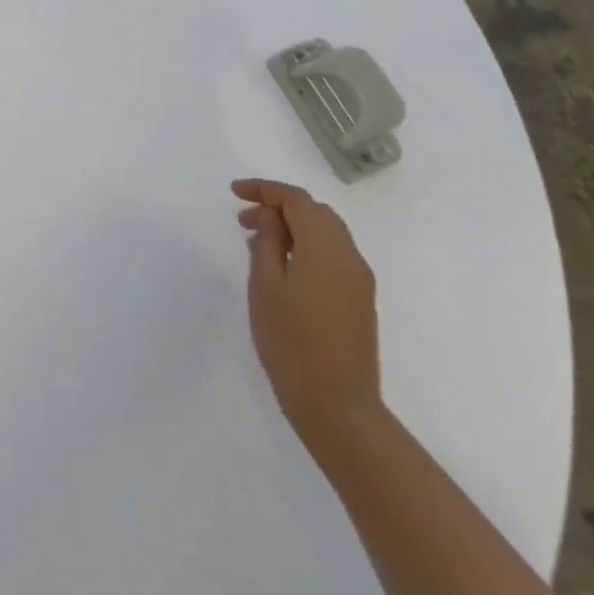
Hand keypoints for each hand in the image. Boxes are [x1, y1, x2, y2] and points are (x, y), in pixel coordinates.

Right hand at [232, 178, 382, 457]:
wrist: (337, 405)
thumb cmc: (291, 341)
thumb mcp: (265, 285)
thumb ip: (266, 242)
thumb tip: (270, 215)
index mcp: (326, 247)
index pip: (296, 199)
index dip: (264, 189)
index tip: (234, 192)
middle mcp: (349, 256)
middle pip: (315, 212)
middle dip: (279, 207)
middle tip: (243, 219)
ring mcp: (358, 280)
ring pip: (326, 234)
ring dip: (293, 228)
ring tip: (257, 243)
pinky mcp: (359, 301)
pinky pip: (332, 257)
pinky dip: (306, 248)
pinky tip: (281, 267)